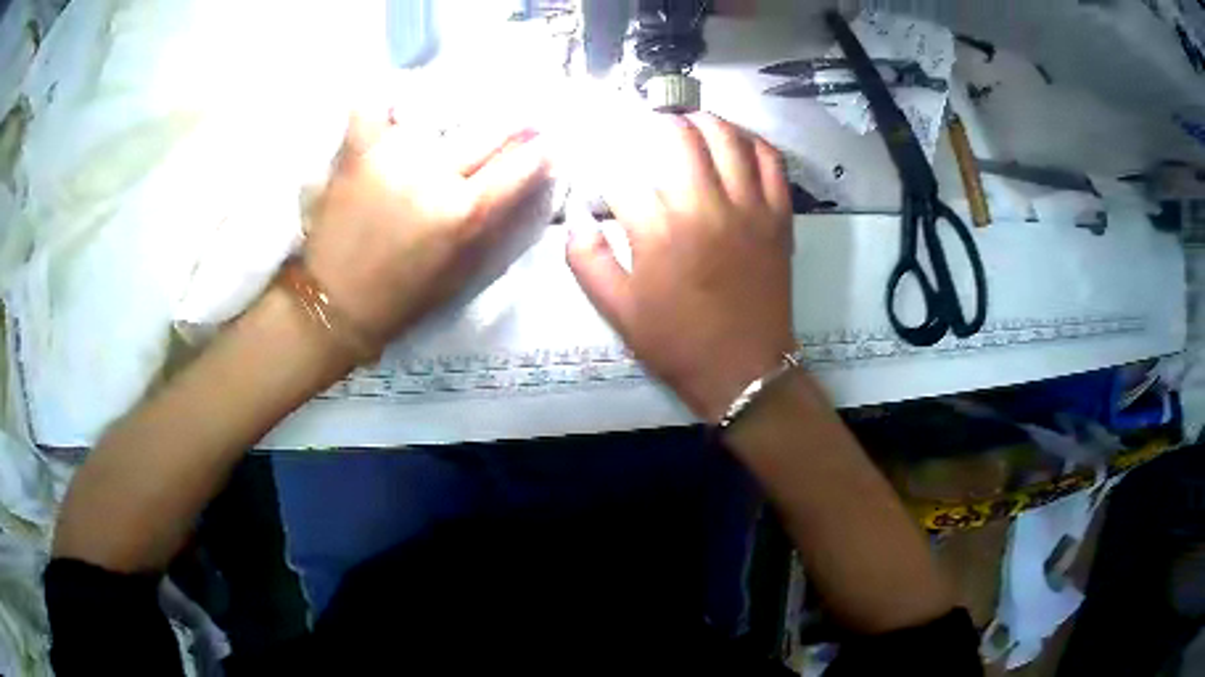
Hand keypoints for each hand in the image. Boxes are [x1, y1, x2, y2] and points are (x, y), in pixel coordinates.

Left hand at [302, 111, 550, 350]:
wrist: (336, 302)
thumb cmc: (403, 295)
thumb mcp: (462, 271)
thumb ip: (494, 225)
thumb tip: (524, 186)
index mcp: (464, 211)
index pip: (519, 167)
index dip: (540, 152)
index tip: (548, 144)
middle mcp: (434, 174)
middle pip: (487, 133)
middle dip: (512, 125)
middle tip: (520, 120)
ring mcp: (394, 156)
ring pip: (437, 115)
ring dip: (455, 117)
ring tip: (455, 119)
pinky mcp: (358, 151)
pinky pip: (372, 109)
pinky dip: (382, 105)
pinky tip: (392, 107)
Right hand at [568, 113, 794, 421]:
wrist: (743, 370)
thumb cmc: (677, 342)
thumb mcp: (616, 309)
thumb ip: (586, 258)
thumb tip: (576, 216)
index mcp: (659, 230)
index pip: (623, 169)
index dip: (605, 156)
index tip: (600, 157)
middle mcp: (705, 206)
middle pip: (677, 134)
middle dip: (653, 123)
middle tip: (645, 129)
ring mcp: (749, 206)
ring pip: (727, 136)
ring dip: (701, 121)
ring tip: (687, 125)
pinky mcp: (778, 215)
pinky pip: (771, 160)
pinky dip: (751, 140)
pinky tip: (734, 141)